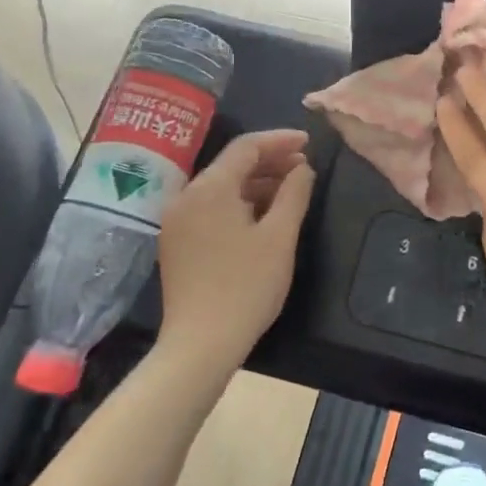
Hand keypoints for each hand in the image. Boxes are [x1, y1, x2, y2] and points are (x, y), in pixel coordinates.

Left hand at [157, 129, 315, 363]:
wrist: (201, 344)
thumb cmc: (246, 286)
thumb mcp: (280, 236)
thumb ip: (294, 193)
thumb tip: (302, 168)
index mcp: (209, 188)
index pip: (246, 147)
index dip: (280, 140)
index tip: (309, 142)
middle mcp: (186, 197)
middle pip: (231, 164)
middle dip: (269, 161)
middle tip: (304, 167)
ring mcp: (177, 221)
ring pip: (221, 186)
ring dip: (256, 183)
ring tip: (290, 190)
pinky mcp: (177, 242)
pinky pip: (210, 207)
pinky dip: (238, 202)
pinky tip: (263, 214)